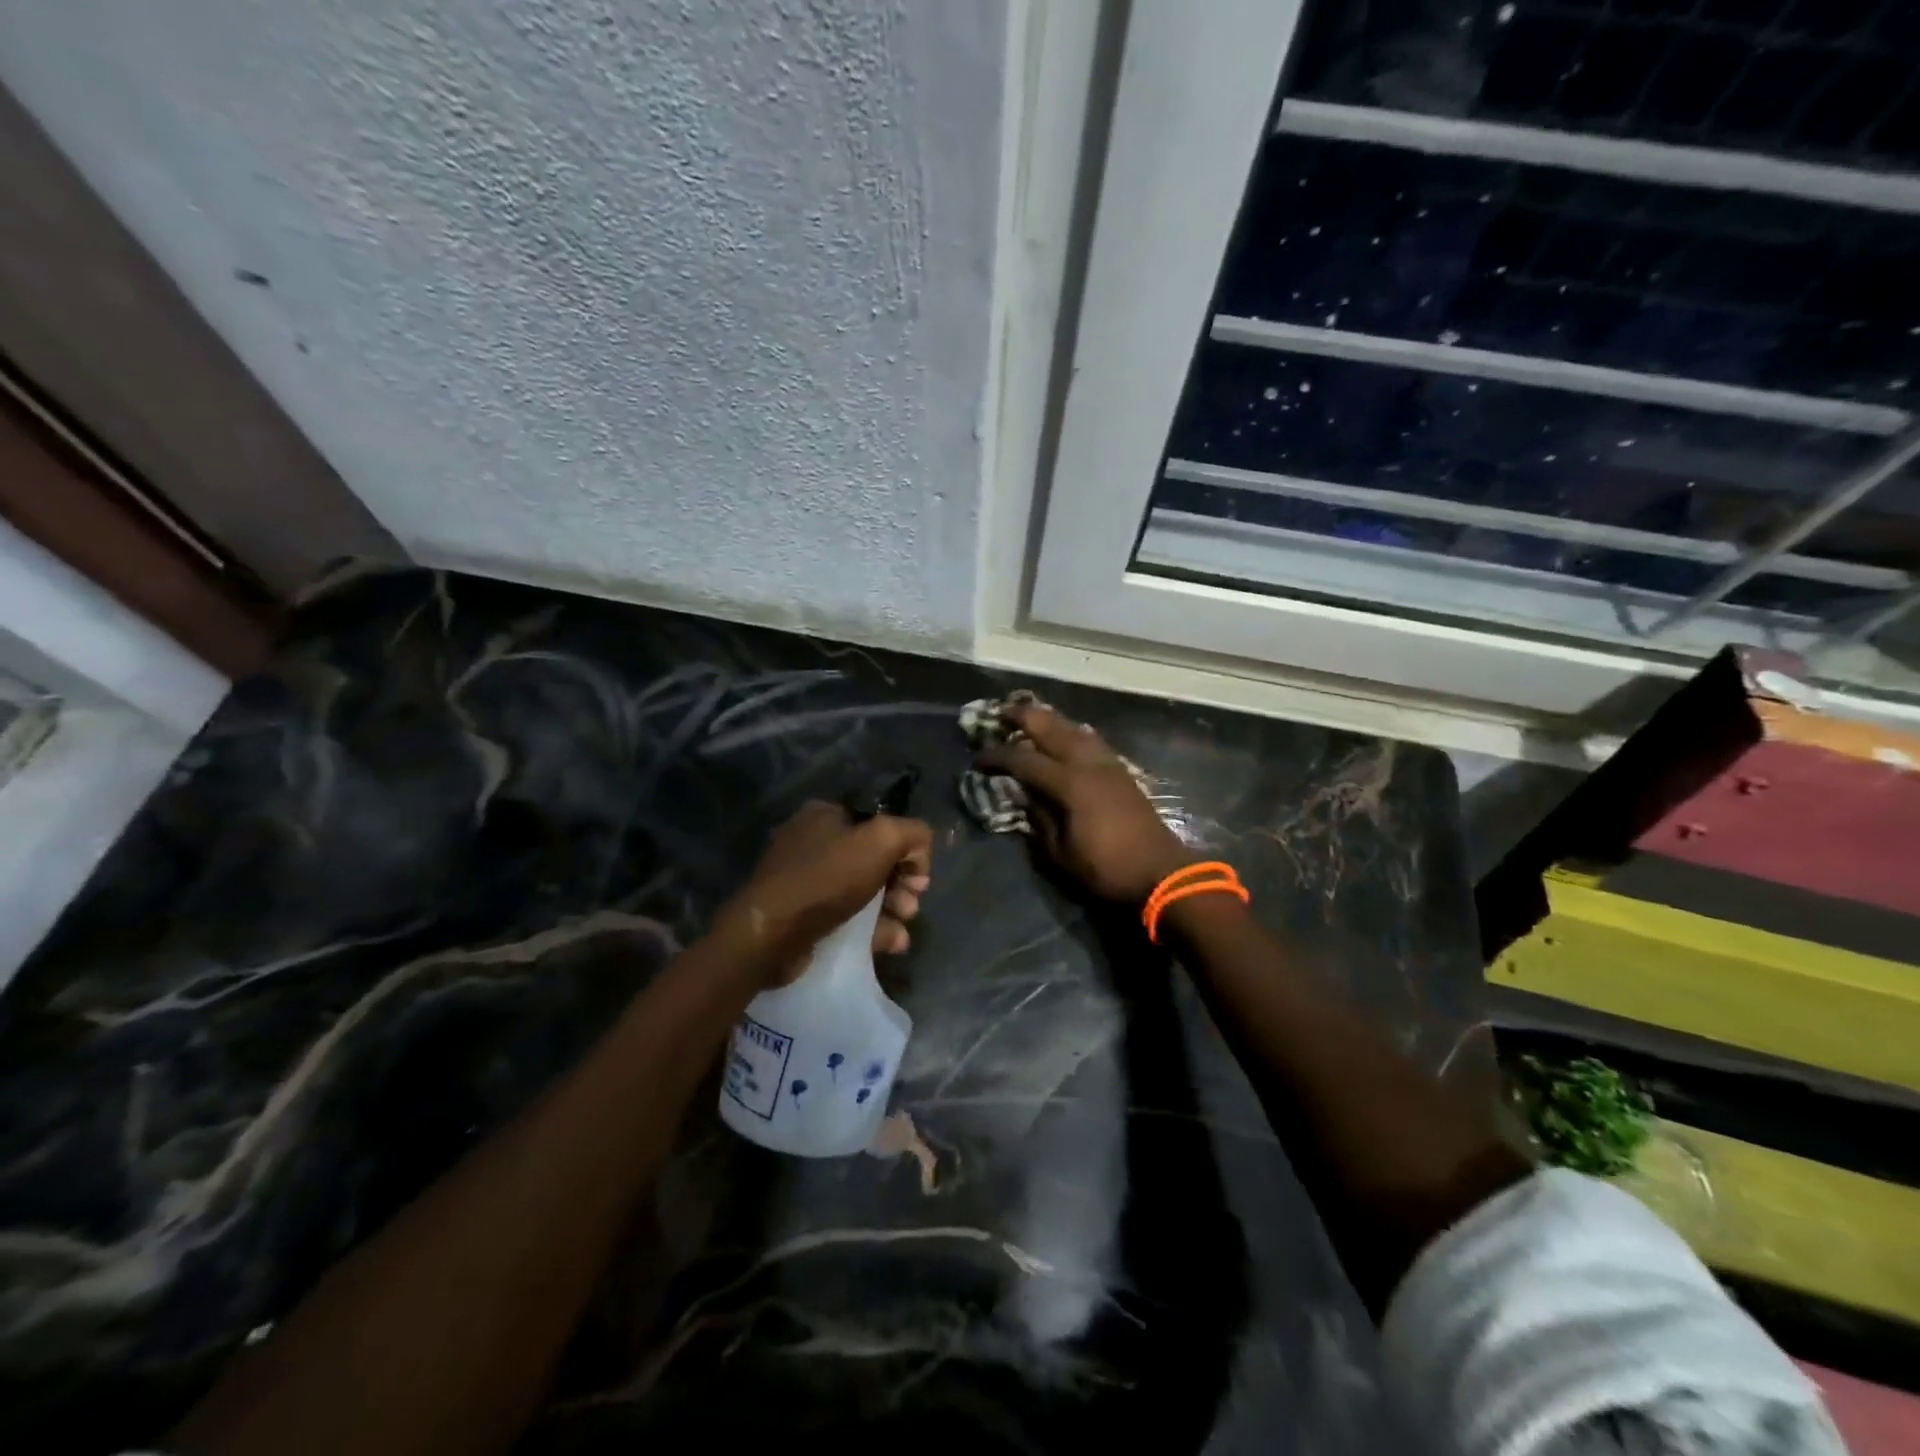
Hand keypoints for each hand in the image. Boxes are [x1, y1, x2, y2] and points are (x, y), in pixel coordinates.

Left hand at [720, 800, 932, 983]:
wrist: (770, 935)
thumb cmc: (826, 879)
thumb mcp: (882, 839)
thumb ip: (913, 834)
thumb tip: (919, 854)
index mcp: (825, 815)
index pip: (881, 823)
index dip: (907, 849)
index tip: (918, 876)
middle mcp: (814, 843)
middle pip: (876, 860)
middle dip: (901, 883)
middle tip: (911, 903)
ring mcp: (807, 882)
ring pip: (865, 892)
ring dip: (893, 909)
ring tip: (902, 927)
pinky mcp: (804, 917)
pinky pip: (849, 918)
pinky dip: (873, 929)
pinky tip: (891, 942)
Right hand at [975, 702, 1192, 903]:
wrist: (1161, 873)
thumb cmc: (1107, 869)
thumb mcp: (1061, 854)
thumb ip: (1039, 820)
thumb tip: (1025, 796)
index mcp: (1070, 785)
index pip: (1024, 760)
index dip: (998, 756)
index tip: (978, 758)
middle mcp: (1088, 764)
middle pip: (1051, 728)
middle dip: (1023, 717)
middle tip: (1000, 713)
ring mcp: (1108, 764)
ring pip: (1074, 728)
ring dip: (1049, 719)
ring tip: (1030, 717)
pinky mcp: (1121, 771)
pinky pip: (1091, 739)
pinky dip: (1072, 730)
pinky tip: (1066, 734)